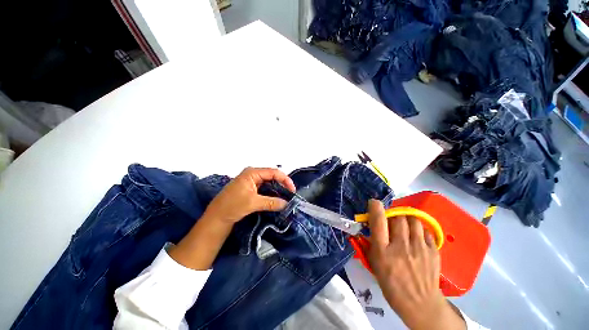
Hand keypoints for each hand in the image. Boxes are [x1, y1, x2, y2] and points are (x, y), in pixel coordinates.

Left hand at [203, 167, 296, 223]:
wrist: (216, 218)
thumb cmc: (232, 206)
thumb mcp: (253, 203)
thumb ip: (271, 202)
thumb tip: (286, 204)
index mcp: (252, 173)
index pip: (273, 172)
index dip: (285, 180)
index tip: (292, 190)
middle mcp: (252, 174)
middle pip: (272, 176)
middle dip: (282, 184)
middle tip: (290, 195)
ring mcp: (251, 182)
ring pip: (269, 183)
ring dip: (277, 190)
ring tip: (285, 198)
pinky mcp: (250, 189)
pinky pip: (264, 189)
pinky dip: (271, 193)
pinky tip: (276, 199)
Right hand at [366, 199, 465, 329]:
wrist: (421, 305)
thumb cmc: (392, 285)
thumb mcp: (375, 264)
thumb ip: (371, 243)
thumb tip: (369, 226)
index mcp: (383, 251)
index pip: (378, 221)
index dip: (376, 208)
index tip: (374, 202)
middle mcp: (401, 246)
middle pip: (398, 217)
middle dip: (392, 214)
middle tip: (390, 219)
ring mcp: (420, 248)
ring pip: (413, 220)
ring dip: (406, 219)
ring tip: (404, 226)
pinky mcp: (434, 251)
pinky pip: (425, 230)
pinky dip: (419, 230)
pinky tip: (416, 237)